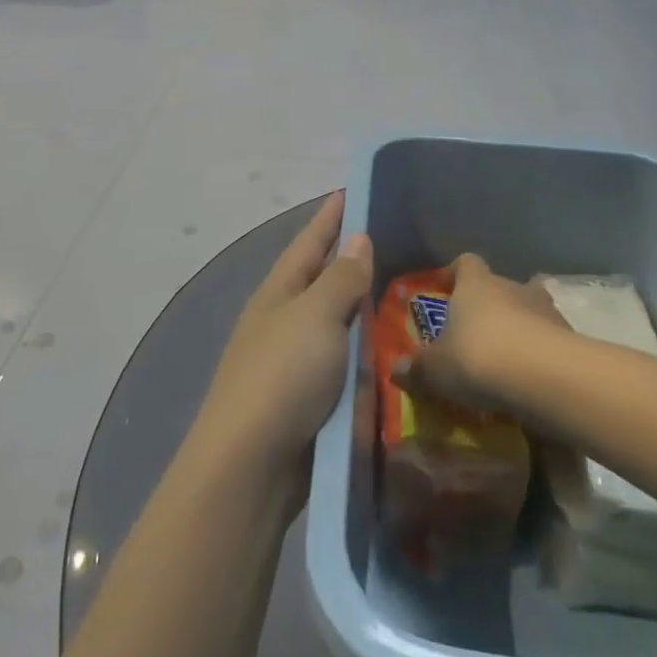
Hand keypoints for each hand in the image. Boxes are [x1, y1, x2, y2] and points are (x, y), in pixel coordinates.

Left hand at [194, 192, 373, 480]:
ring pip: (336, 322)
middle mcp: (284, 319)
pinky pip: (345, 362)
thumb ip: (340, 279)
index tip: (353, 190)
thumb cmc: (282, 376)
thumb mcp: (315, 316)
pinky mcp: (309, 398)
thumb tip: (357, 239)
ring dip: (363, 308)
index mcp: (279, 291)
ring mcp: (294, 360)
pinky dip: (367, 352)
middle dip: (352, 259)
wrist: (251, 465)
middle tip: (397, 241)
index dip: (331, 216)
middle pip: (322, 279)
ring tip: (405, 291)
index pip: (310, 240)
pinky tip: (394, 350)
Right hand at [395, 252, 562, 414]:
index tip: (446, 289)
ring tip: (510, 360)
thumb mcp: (436, 369)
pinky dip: (544, 355)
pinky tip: (533, 381)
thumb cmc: (478, 357)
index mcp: (475, 284)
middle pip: (502, 286)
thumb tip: (395, 371)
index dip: (455, 274)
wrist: (545, 377)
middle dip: (493, 305)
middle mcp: (512, 287)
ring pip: (532, 311)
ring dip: (523, 329)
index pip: (466, 263)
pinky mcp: (572, 339)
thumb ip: (417, 369)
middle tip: (479, 333)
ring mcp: (547, 311)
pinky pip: (553, 342)